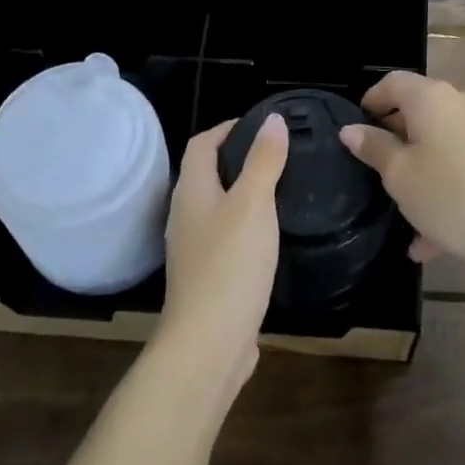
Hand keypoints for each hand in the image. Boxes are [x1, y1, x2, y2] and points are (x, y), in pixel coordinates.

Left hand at [159, 113, 286, 395]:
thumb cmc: (229, 265)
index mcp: (191, 192)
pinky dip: (245, 228)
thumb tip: (273, 119)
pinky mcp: (207, 279)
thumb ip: (263, 161)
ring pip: (217, 208)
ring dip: (242, 195)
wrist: (208, 344)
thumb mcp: (253, 204)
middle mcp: (185, 216)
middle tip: (277, 155)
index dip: (226, 128)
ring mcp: (193, 251)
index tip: (261, 125)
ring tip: (279, 190)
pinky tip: (269, 238)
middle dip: (237, 159)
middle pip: (206, 175)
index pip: (201, 145)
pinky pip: (225, 239)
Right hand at [340, 72, 464, 273]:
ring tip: (405, 215)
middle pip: (419, 112)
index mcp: (432, 98)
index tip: (356, 130)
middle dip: (395, 141)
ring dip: (420, 172)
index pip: (392, 82)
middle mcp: (462, 103)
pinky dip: (445, 188)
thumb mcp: (400, 175)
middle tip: (376, 172)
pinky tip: (434, 238)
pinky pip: (464, 166)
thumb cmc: (451, 196)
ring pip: (441, 145)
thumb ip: (374, 148)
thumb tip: (352, 129)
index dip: (370, 101)